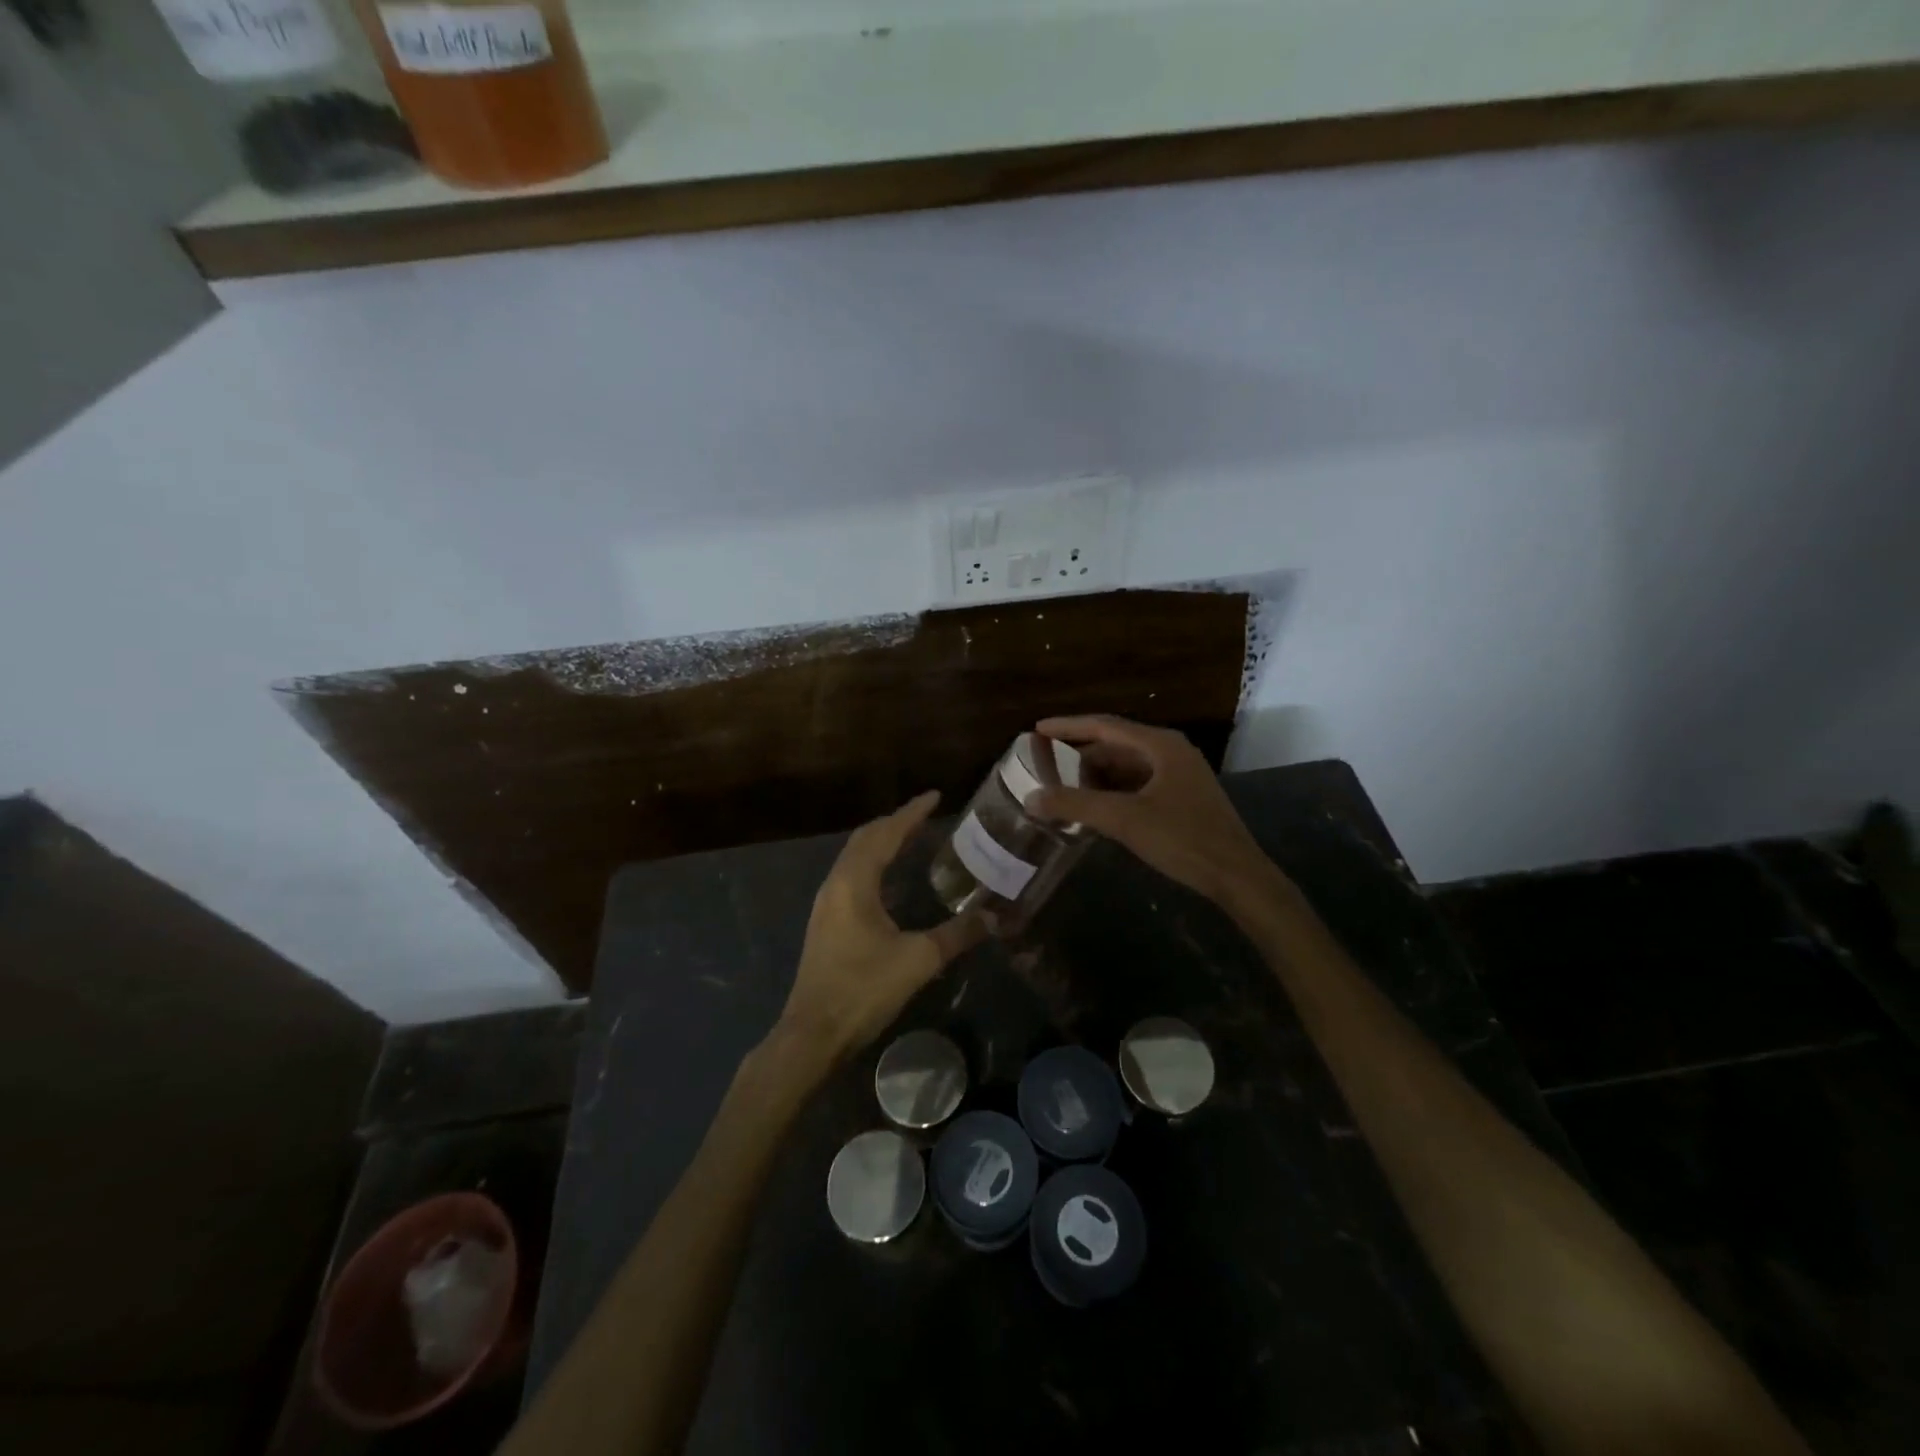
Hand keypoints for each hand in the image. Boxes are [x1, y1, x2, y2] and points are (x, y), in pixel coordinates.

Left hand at [776, 791, 983, 1062]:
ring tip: (909, 837)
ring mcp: (826, 903)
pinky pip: (850, 874)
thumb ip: (957, 934)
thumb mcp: (918, 960)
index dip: (911, 813)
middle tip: (924, 815)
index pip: (886, 834)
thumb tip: (995, 918)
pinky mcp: (825, 921)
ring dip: (880, 841)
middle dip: (894, 822)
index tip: (934, 796)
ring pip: (854, 856)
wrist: (814, 1032)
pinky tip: (888, 878)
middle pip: (865, 839)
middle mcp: (836, 883)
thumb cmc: (864, 989)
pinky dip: (872, 862)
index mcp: (855, 882)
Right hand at [1028, 715, 1282, 907]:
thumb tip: (1031, 797)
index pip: (1104, 725)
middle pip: (1115, 745)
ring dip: (1095, 777)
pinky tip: (1094, 809)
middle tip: (1045, 767)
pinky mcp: (1181, 798)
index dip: (1068, 726)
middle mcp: (1170, 752)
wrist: (1236, 875)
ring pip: (1126, 767)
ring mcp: (1179, 775)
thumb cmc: (1182, 838)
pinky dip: (1112, 792)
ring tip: (1063, 790)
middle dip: (1079, 757)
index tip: (1037, 729)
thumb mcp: (1124, 819)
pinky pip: (1137, 785)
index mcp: (1160, 745)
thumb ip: (1075, 805)